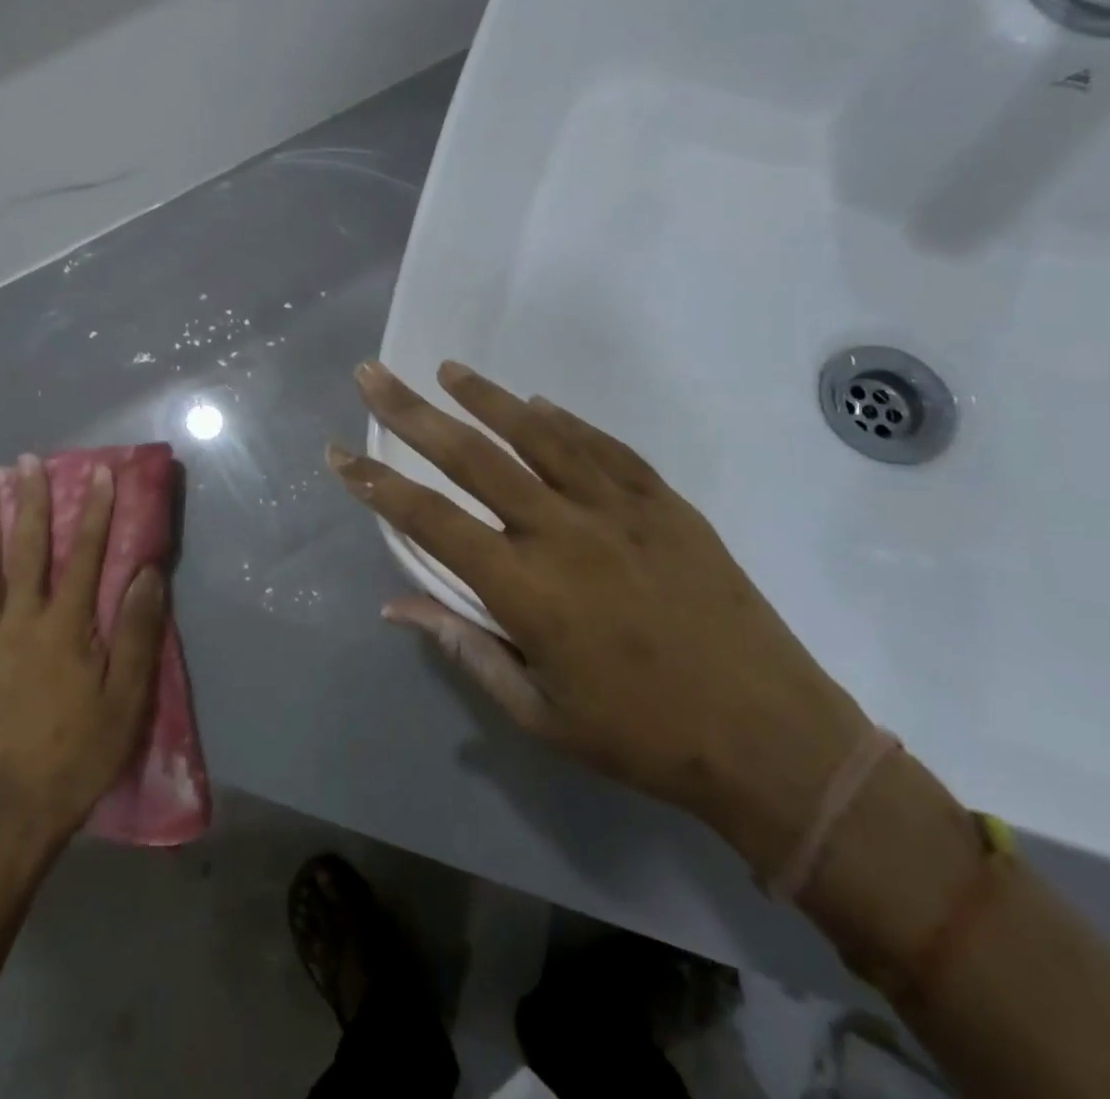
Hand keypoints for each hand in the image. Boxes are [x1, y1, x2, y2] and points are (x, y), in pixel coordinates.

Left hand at [0, 454, 167, 844]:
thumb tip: (146, 573)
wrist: (9, 812)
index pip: (83, 555)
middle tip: (24, 462)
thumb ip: (136, 632)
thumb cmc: (79, 751)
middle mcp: (17, 622)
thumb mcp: (127, 697)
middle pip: (24, 549)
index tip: (100, 473)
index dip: (94, 511)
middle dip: (28, 501)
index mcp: (63, 627)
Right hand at [329, 361, 870, 871]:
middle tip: (374, 374)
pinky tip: (537, 403)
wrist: (770, 737)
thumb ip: (464, 646)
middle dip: (412, 413)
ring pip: (538, 435)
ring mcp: (619, 509)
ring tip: (447, 371)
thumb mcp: (538, 712)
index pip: (429, 520)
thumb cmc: (640, 737)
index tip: (339, 452)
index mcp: (525, 588)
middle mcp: (562, 532)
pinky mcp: (665, 503)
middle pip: (472, 457)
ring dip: (486, 398)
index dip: (376, 484)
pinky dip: (564, 421)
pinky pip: (604, 448)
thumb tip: (396, 604)